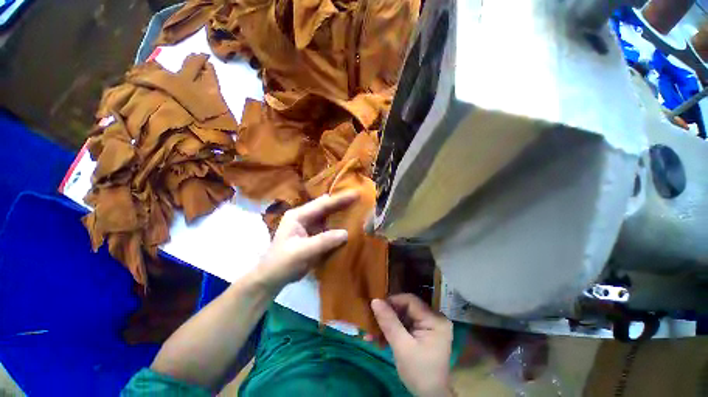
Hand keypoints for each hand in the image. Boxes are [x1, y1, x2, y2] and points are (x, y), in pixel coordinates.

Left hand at [255, 191, 357, 292]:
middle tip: (359, 198)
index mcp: (298, 215)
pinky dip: (339, 225)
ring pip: (329, 215)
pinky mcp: (314, 235)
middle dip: (342, 202)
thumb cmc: (282, 262)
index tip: (356, 194)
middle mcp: (305, 216)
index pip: (322, 204)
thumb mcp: (301, 251)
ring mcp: (310, 226)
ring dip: (342, 213)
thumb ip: (323, 241)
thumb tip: (346, 233)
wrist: (273, 277)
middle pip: (326, 206)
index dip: (339, 199)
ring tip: (358, 209)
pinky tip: (349, 225)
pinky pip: (330, 227)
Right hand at [371, 294, 453, 396]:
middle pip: (407, 307)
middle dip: (389, 315)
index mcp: (435, 319)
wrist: (430, 396)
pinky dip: (395, 329)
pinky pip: (407, 324)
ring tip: (374, 333)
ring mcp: (430, 325)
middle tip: (373, 321)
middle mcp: (435, 317)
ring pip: (405, 316)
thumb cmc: (419, 372)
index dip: (392, 301)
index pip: (410, 301)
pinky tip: (382, 338)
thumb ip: (389, 322)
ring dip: (389, 323)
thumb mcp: (402, 347)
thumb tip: (375, 300)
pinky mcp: (425, 332)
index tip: (376, 308)